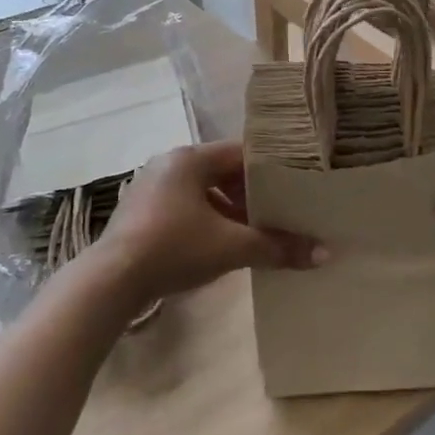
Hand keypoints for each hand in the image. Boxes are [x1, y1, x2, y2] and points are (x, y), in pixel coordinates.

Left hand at [97, 142, 321, 303]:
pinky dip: (205, 220)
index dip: (270, 168)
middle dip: (249, 193)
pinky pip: (183, 207)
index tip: (293, 185)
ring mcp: (150, 187)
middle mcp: (168, 163)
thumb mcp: (231, 247)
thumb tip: (323, 254)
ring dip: (228, 209)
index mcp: (190, 158)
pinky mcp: (139, 212)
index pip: (241, 152)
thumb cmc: (174, 248)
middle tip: (277, 212)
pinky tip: (219, 245)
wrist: (111, 281)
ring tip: (253, 232)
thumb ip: (277, 247)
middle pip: (221, 171)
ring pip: (202, 191)